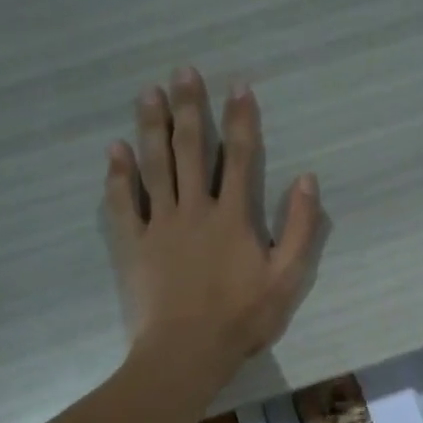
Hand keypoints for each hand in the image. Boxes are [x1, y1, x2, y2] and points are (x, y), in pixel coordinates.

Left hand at [104, 68, 323, 386]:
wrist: (187, 351)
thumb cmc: (242, 318)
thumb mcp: (288, 278)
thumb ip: (301, 228)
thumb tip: (307, 179)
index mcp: (234, 216)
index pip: (240, 157)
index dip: (241, 119)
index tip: (239, 85)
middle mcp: (195, 209)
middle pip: (191, 149)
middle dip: (189, 108)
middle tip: (182, 71)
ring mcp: (160, 225)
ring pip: (154, 166)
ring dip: (151, 127)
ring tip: (148, 93)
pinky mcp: (134, 244)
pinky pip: (123, 203)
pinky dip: (118, 175)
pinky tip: (115, 149)